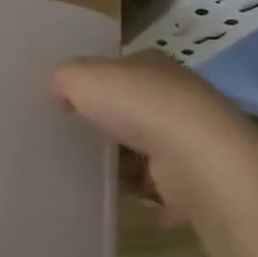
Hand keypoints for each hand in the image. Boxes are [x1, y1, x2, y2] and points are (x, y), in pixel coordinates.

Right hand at [53, 50, 257, 229]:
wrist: (197, 160)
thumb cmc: (138, 106)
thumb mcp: (81, 77)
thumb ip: (63, 78)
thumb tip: (60, 92)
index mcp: (153, 64)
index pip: (119, 68)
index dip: (93, 82)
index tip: (67, 102)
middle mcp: (176, 95)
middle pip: (130, 108)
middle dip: (105, 123)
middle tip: (72, 137)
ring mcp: (188, 137)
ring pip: (141, 147)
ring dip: (119, 160)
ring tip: (86, 170)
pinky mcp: (193, 176)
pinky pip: (154, 183)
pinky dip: (136, 189)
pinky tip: (114, 192)